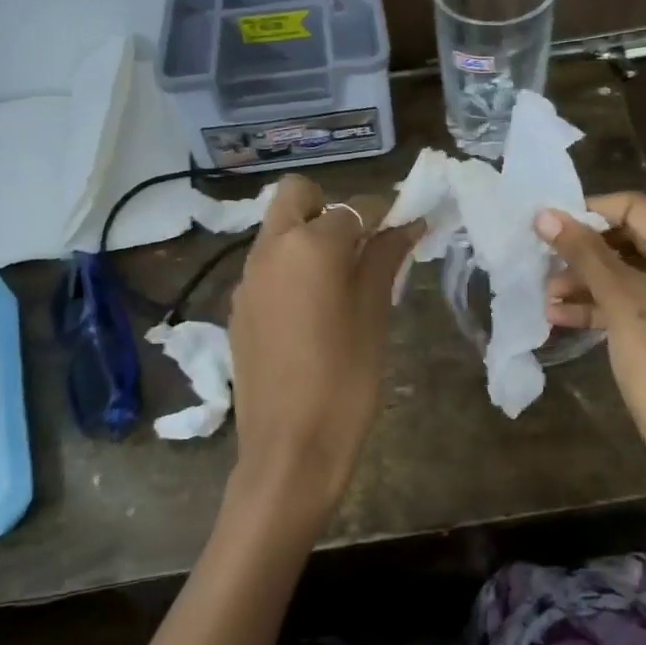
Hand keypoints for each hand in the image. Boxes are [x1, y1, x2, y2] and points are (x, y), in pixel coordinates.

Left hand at [229, 175, 420, 527]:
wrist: (289, 449)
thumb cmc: (345, 381)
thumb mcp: (374, 315)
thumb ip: (385, 259)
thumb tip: (406, 222)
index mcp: (309, 245)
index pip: (355, 207)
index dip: (385, 213)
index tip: (407, 228)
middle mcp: (269, 249)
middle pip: (297, 195)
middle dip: (331, 208)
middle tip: (361, 248)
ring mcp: (247, 278)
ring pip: (278, 230)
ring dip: (309, 237)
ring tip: (342, 283)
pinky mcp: (238, 308)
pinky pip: (267, 266)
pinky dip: (291, 268)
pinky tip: (313, 312)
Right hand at [538, 193, 645, 521]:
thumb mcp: (619, 301)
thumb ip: (583, 253)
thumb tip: (544, 214)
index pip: (637, 207)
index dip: (589, 212)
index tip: (547, 225)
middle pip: (635, 242)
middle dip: (585, 254)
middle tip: (543, 265)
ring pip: (635, 277)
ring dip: (590, 284)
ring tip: (546, 298)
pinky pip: (642, 307)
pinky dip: (607, 309)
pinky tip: (564, 319)